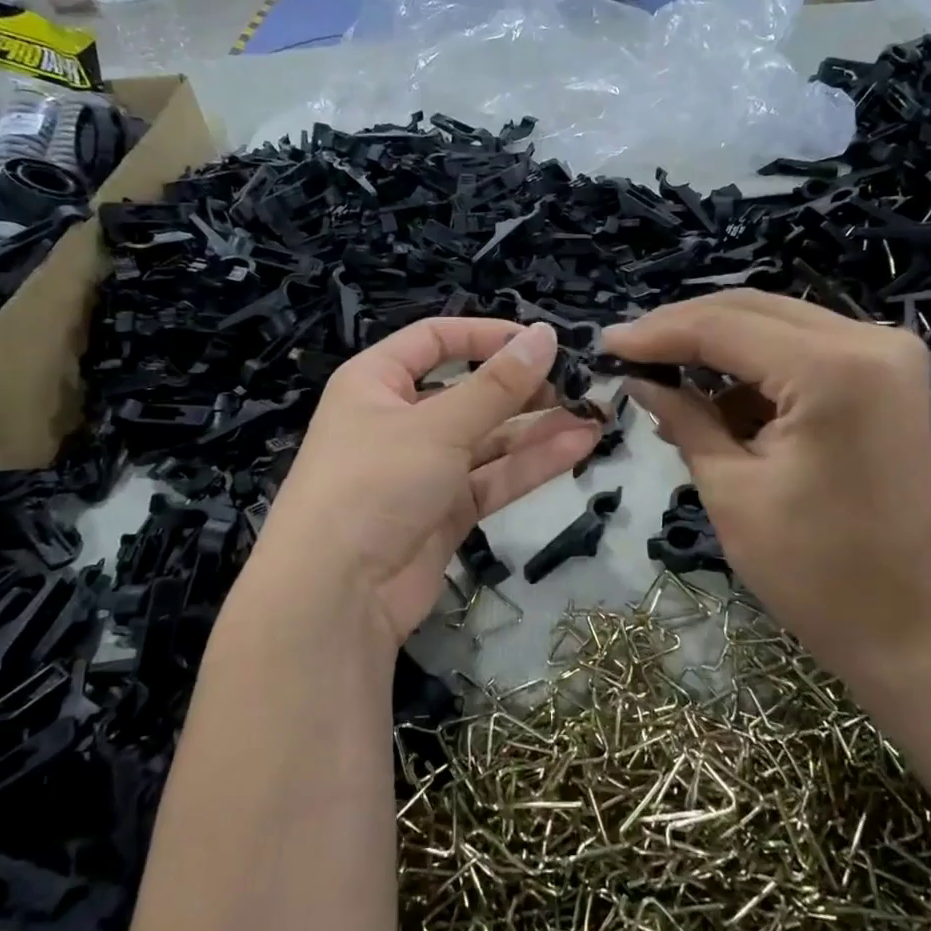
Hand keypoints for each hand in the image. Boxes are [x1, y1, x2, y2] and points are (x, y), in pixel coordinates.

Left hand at [256, 318, 602, 648]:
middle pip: (469, 391)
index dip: (486, 335)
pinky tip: (578, 448)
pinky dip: (531, 465)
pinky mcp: (445, 512)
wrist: (336, 595)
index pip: (435, 340)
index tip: (541, 341)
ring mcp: (424, 470)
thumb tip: (545, 335)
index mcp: (377, 382)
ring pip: (488, 439)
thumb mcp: (438, 425)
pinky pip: (492, 478)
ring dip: (538, 428)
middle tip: (579, 385)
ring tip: (594, 415)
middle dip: (523, 388)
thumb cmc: (376, 482)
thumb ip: (497, 385)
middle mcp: (399, 420)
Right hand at [601, 290, 930, 688]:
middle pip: (753, 310)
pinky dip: (755, 368)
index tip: (606, 343)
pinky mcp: (888, 375)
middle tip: (628, 351)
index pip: (725, 327)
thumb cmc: (812, 571)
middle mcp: (871, 341)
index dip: (658, 333)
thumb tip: (637, 378)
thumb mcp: (731, 490)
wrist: (905, 623)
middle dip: (684, 329)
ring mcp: (888, 354)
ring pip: (777, 324)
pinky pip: (804, 350)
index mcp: (833, 370)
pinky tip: (714, 397)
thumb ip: (684, 418)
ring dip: (718, 347)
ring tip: (663, 379)